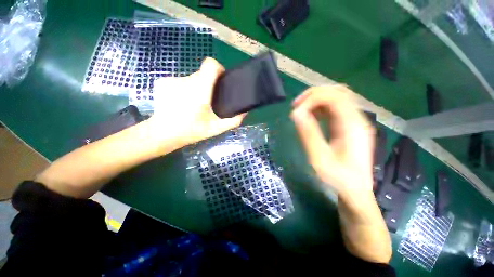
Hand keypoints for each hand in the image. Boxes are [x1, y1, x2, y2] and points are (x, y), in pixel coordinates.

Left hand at [148, 58, 245, 148]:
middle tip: (207, 101)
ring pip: (191, 79)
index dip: (218, 69)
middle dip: (208, 84)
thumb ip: (233, 121)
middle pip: (202, 74)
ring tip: (193, 104)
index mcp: (200, 91)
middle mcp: (186, 81)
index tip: (221, 80)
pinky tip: (181, 103)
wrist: (162, 134)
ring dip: (196, 88)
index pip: (210, 65)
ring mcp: (172, 80)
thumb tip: (244, 112)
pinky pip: (179, 81)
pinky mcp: (162, 82)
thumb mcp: (217, 129)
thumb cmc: (192, 131)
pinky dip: (183, 90)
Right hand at [290, 85, 374, 195]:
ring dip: (317, 99)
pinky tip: (311, 116)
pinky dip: (321, 107)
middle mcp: (357, 118)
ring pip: (337, 97)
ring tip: (301, 110)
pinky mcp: (350, 126)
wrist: (355, 191)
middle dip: (314, 94)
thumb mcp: (320, 158)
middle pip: (338, 92)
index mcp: (352, 125)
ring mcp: (355, 121)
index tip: (295, 110)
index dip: (312, 98)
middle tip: (297, 106)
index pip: (334, 97)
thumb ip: (308, 134)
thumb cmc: (338, 178)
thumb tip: (296, 113)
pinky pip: (336, 108)